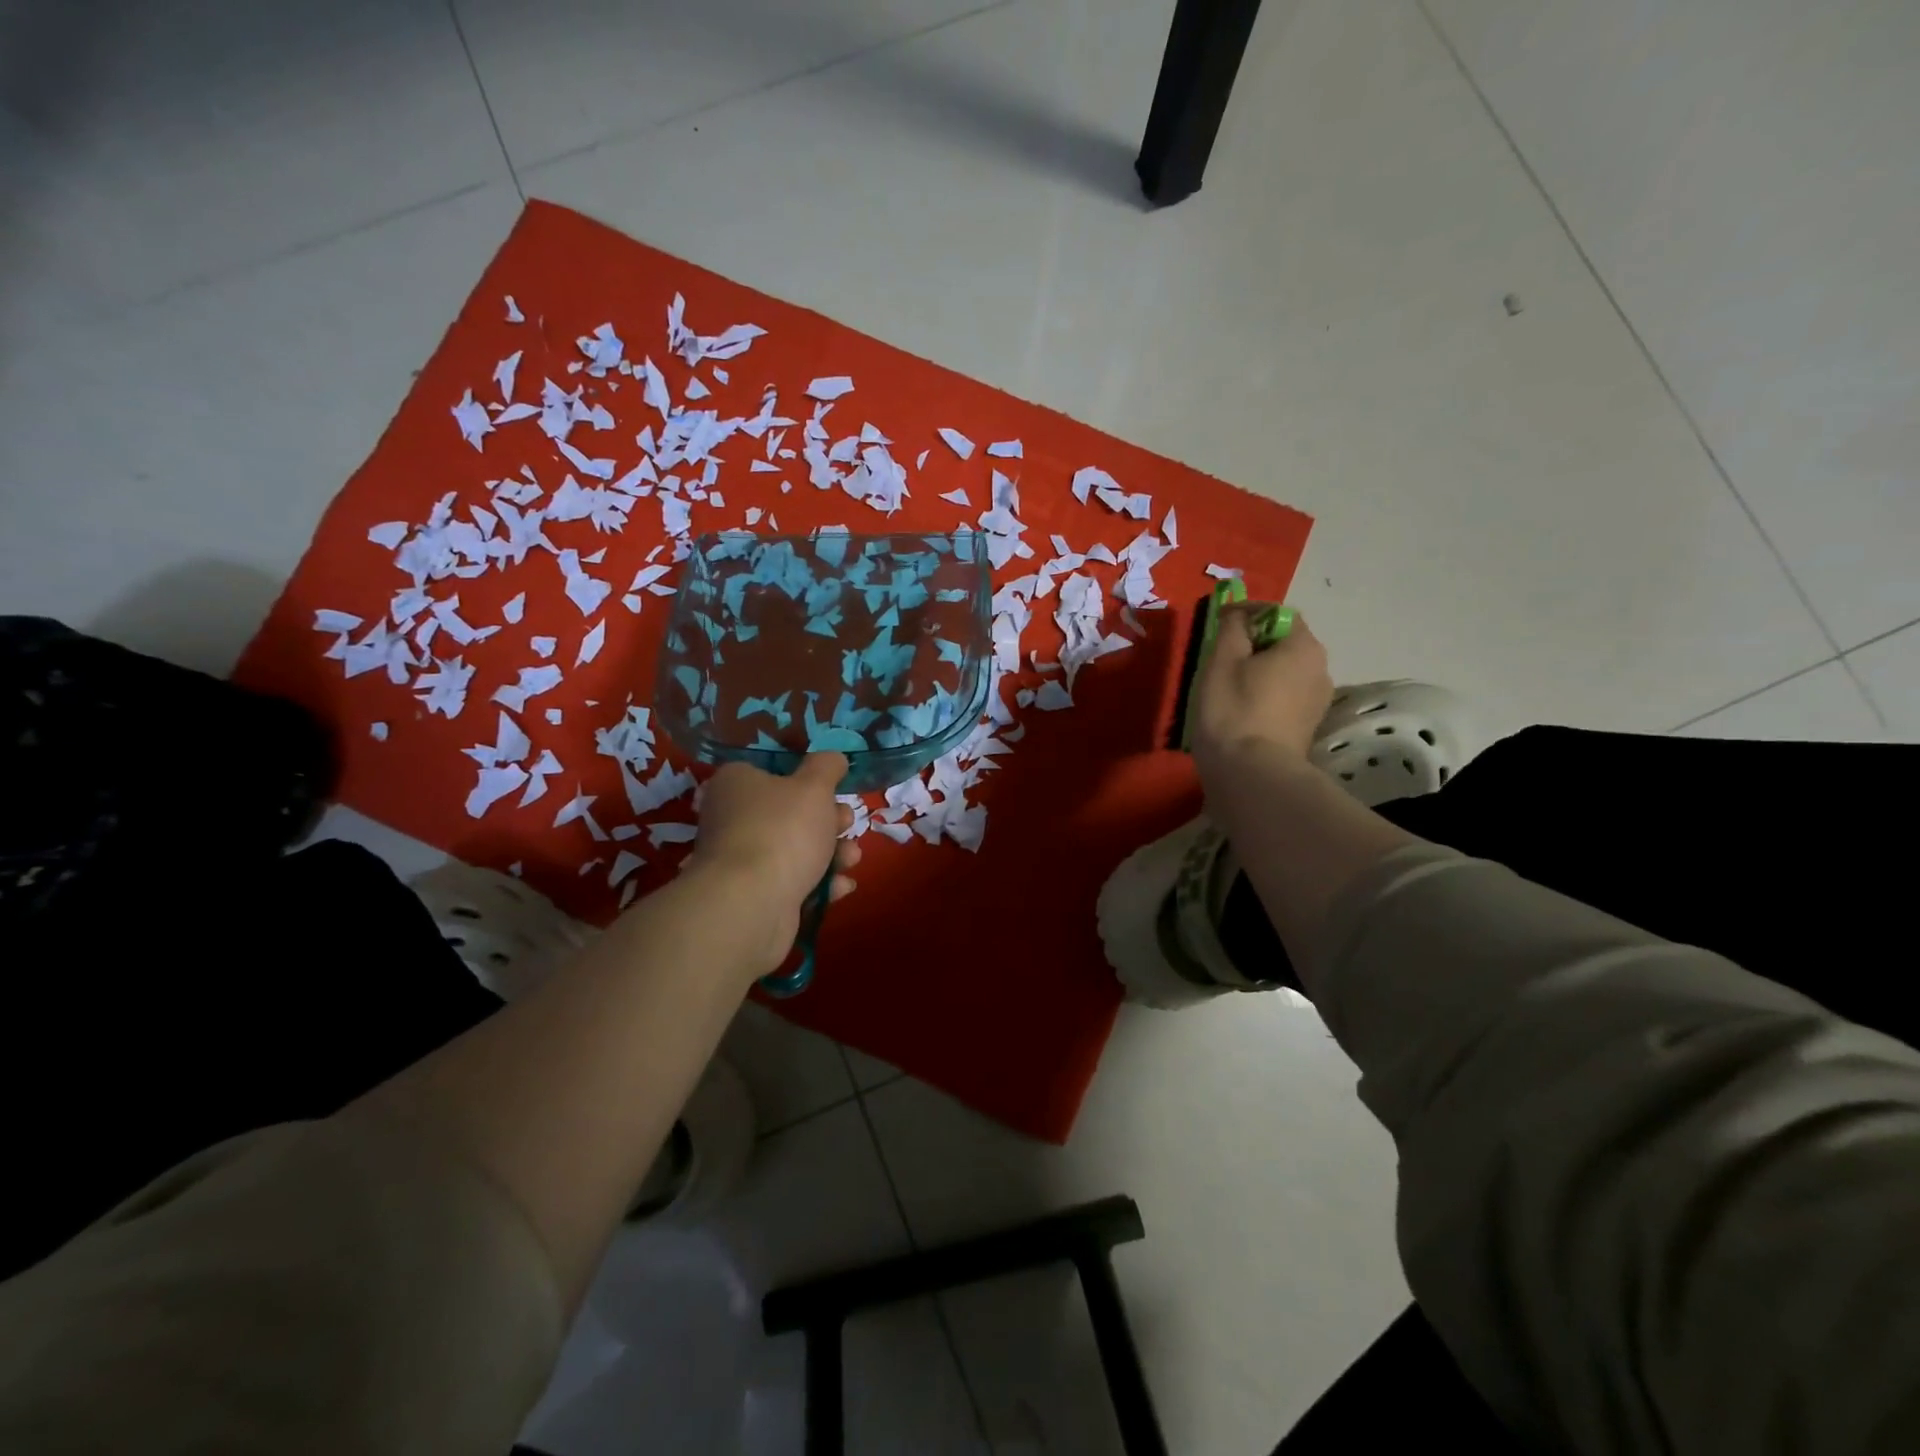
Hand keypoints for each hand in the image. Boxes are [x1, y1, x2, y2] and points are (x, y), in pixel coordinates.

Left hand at [687, 754, 861, 966]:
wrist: (752, 904)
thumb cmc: (783, 830)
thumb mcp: (815, 786)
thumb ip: (827, 767)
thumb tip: (833, 758)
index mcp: (736, 784)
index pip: (770, 772)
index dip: (806, 779)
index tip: (833, 789)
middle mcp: (732, 819)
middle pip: (788, 814)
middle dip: (828, 821)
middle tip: (847, 823)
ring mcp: (741, 862)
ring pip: (795, 851)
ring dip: (831, 854)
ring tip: (852, 858)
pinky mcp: (753, 897)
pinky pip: (792, 883)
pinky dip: (819, 885)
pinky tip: (842, 886)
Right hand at [1190, 606, 1333, 783]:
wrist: (1251, 775)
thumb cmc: (1233, 710)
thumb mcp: (1222, 660)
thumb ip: (1232, 627)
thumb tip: (1238, 614)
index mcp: (1304, 647)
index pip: (1278, 614)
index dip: (1248, 613)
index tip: (1219, 623)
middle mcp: (1321, 669)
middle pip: (1285, 644)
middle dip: (1254, 644)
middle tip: (1220, 657)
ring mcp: (1317, 702)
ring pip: (1285, 672)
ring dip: (1259, 671)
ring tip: (1228, 686)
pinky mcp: (1306, 727)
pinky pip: (1285, 697)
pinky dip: (1265, 694)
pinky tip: (1241, 709)